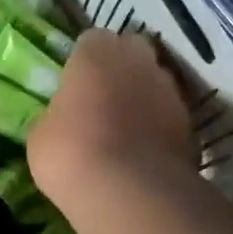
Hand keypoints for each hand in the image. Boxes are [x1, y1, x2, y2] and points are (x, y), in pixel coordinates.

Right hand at [28, 30, 193, 205]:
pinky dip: (159, 128)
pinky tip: (143, 152)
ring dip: (143, 98)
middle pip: (132, 52)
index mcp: (97, 53)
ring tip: (124, 129)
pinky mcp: (191, 125)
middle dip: (120, 69)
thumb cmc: (71, 153)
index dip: (84, 61)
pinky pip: (170, 117)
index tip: (75, 83)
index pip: (92, 40)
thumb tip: (63, 119)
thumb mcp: (41, 134)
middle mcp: (139, 61)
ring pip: (155, 83)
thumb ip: (56, 115)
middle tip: (101, 98)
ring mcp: (171, 91)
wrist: (128, 192)